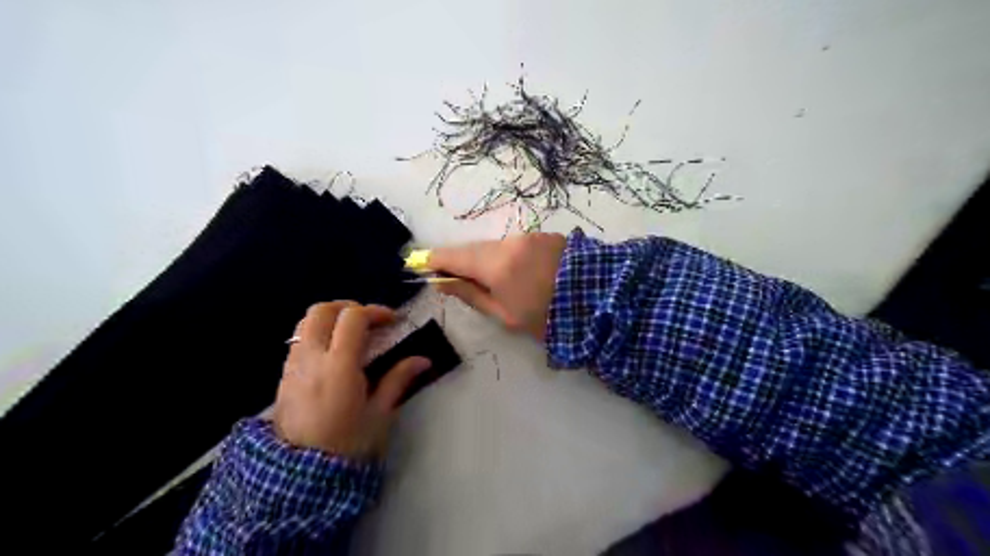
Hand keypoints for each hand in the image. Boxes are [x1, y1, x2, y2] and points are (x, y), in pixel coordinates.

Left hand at [268, 302, 429, 457]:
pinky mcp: (284, 375)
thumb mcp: (379, 413)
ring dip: (330, 318)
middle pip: (322, 310)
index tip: (392, 321)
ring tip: (350, 333)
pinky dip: (317, 333)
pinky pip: (298, 339)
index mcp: (339, 366)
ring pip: (306, 322)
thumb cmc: (347, 444)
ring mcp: (293, 365)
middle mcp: (312, 358)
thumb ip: (398, 380)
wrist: (300, 475)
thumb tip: (423, 360)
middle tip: (368, 320)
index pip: (353, 318)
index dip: (375, 311)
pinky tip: (333, 353)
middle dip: (348, 307)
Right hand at [427, 230, 563, 337]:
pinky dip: (509, 256)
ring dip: (487, 259)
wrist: (598, 302)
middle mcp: (510, 242)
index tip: (420, 264)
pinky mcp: (546, 235)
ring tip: (493, 281)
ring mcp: (530, 236)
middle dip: (462, 261)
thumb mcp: (506, 315)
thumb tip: (443, 283)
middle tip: (453, 278)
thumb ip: (472, 295)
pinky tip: (519, 272)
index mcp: (496, 265)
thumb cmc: (547, 318)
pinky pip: (517, 245)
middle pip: (474, 249)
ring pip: (496, 246)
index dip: (435, 259)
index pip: (454, 256)